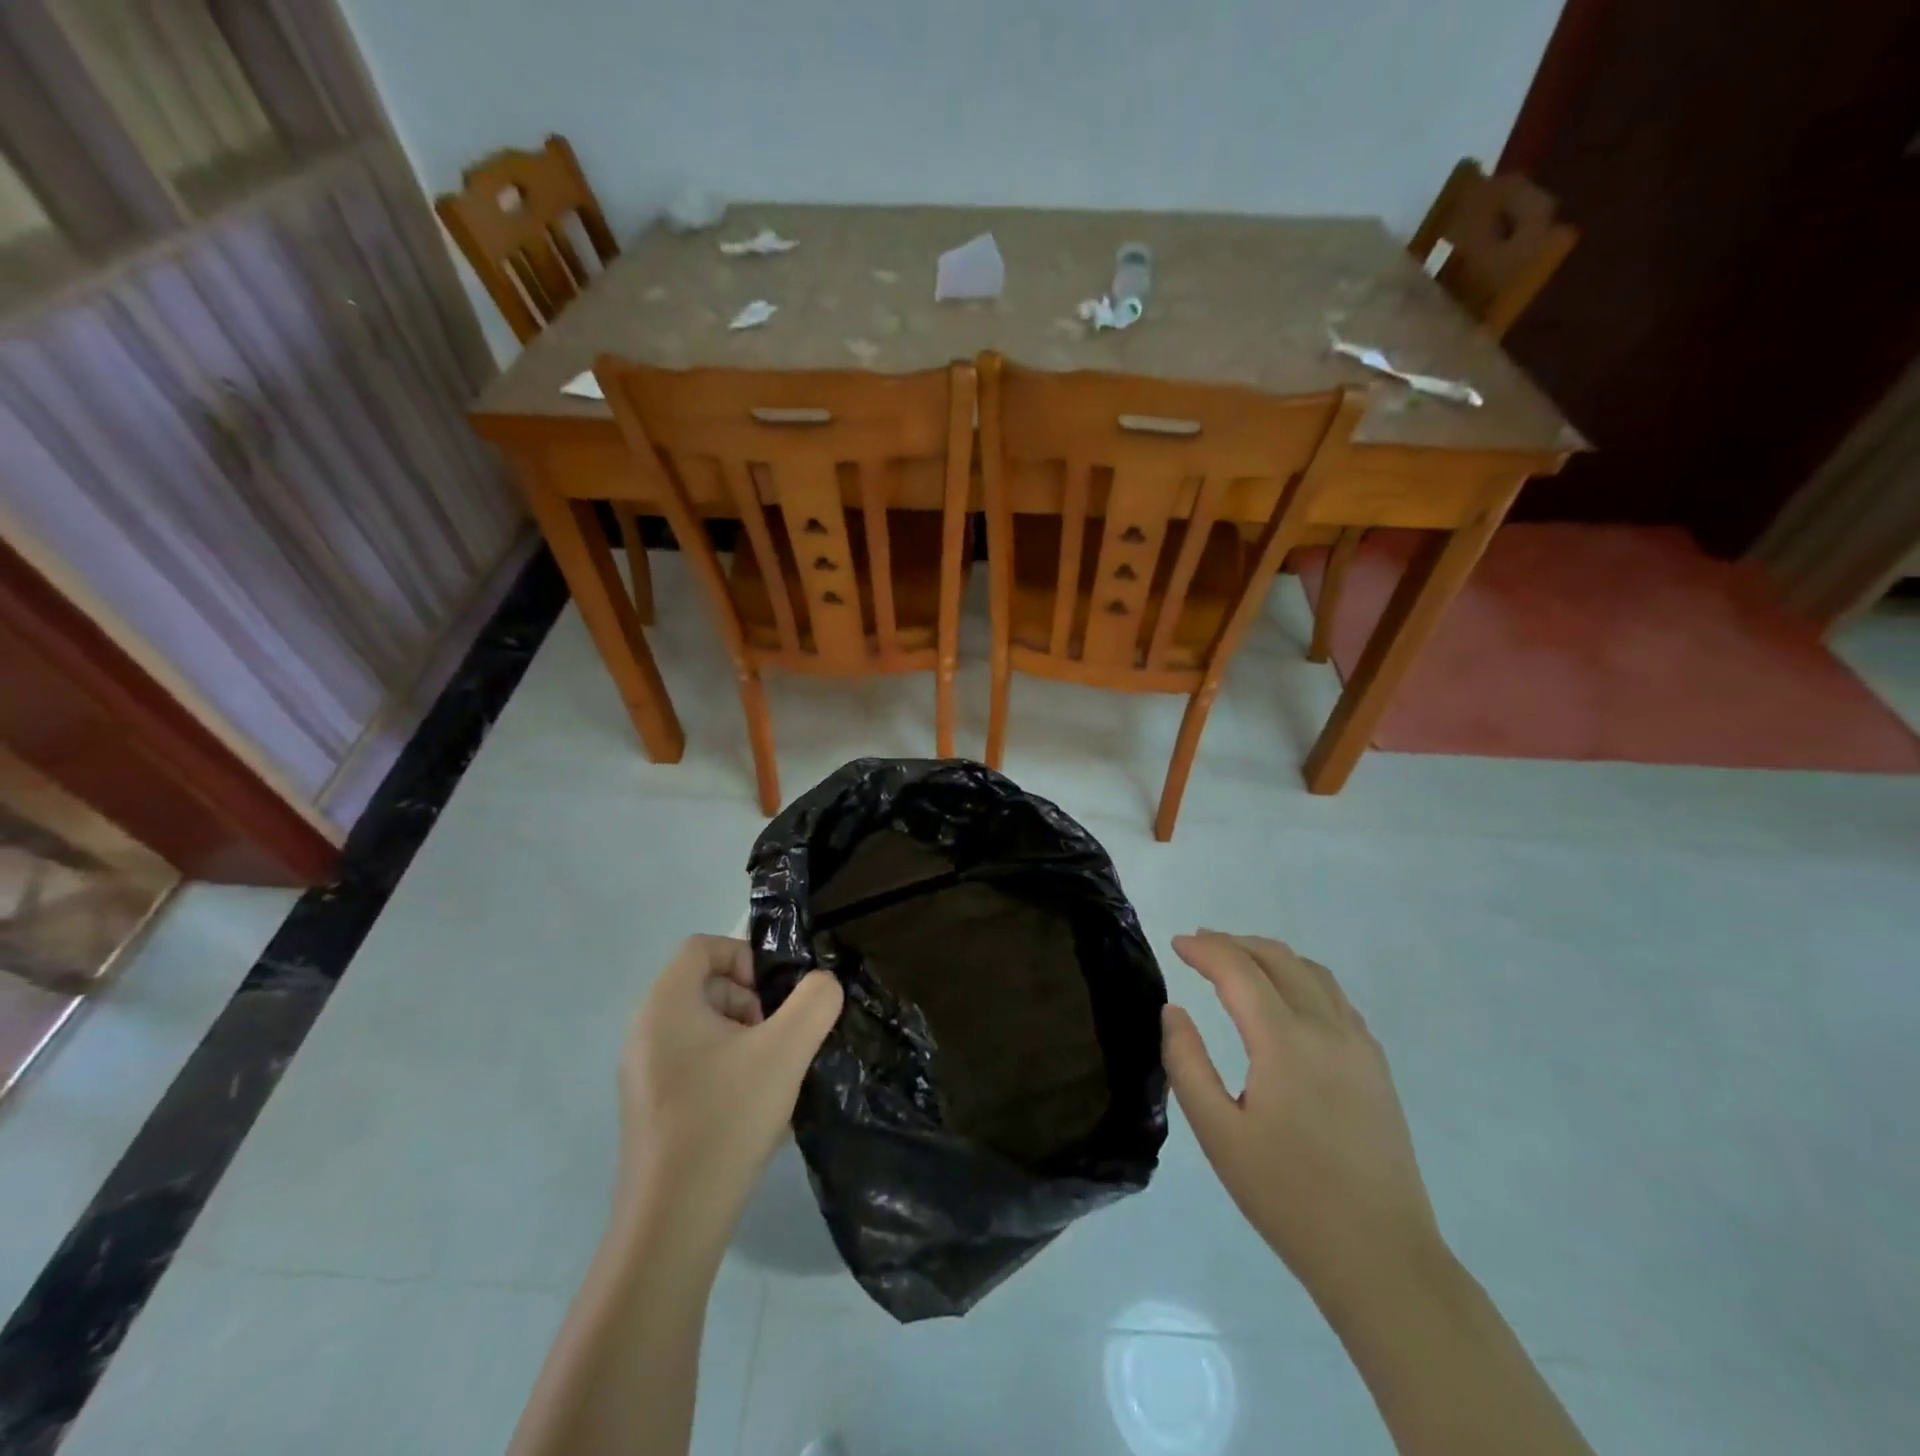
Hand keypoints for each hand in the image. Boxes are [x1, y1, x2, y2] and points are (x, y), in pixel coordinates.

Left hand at [618, 935, 842, 1235]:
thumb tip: (823, 986)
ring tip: (772, 1076)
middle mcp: (645, 1030)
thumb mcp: (785, 1051)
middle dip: (752, 1001)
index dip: (747, 956)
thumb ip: (815, 1002)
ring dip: (745, 1037)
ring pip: (704, 1027)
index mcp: (665, 1004)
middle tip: (780, 1039)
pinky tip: (754, 1108)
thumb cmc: (725, 1119)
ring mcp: (643, 1072)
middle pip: (706, 985)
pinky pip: (695, 1064)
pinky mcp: (651, 1108)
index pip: (704, 946)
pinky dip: (729, 1069)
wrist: (672, 1223)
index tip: (776, 996)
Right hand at [1162, 931, 1442, 1311]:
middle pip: (1278, 958)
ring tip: (1238, 962)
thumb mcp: (1217, 1134)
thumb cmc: (1288, 1196)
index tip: (1176, 943)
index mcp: (1284, 1041)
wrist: (1381, 1257)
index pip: (1239, 970)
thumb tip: (1174, 1011)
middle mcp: (1326, 1028)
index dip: (1204, 949)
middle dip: (1234, 943)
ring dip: (1270, 956)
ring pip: (1312, 972)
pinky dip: (1301, 978)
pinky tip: (1286, 999)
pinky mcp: (1375, 1066)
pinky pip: (1335, 998)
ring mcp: (1358, 1045)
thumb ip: (1187, 1063)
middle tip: (1200, 945)